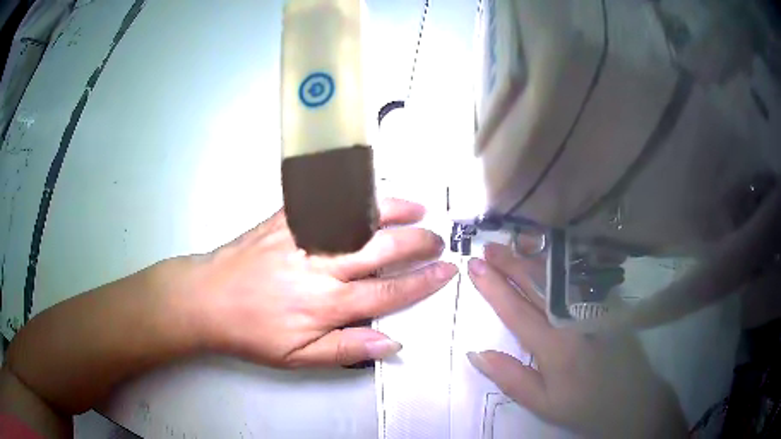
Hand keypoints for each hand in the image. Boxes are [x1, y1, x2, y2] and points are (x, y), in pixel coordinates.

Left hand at [173, 198, 457, 367]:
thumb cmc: (252, 332)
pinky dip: (353, 194)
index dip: (422, 281)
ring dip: (393, 211)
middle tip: (437, 240)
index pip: (389, 292)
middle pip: (382, 249)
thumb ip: (346, 350)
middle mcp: (322, 267)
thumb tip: (391, 342)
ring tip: (417, 209)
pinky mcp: (286, 219)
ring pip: (359, 220)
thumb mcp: (297, 357)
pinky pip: (326, 201)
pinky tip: (369, 192)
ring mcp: (304, 237)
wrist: (207, 299)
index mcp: (328, 305)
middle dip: (417, 243)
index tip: (445, 271)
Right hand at [465, 243, 687, 437]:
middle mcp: (574, 319)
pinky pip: (578, 278)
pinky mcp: (607, 303)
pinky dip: (560, 262)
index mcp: (555, 347)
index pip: (517, 310)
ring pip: (559, 276)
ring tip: (512, 244)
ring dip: (533, 258)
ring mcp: (594, 307)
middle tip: (487, 248)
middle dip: (510, 263)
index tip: (474, 266)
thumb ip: (511, 378)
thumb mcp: (543, 403)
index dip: (494, 287)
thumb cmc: (583, 404)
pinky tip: (549, 254)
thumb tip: (476, 353)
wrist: (631, 398)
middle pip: (538, 284)